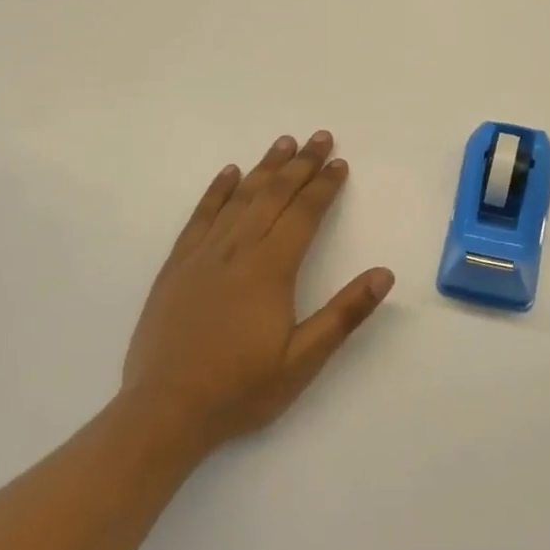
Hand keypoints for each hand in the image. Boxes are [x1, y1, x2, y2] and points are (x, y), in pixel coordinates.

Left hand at [121, 131, 393, 457]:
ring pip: (240, 198)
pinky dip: (216, 191)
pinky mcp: (177, 266)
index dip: (324, 186)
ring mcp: (203, 255)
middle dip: (300, 164)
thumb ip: (344, 314)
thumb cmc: (240, 389)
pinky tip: (229, 173)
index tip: (340, 163)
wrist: (165, 411)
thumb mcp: (303, 361)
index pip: (304, 214)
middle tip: (320, 138)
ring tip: (284, 143)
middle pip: (274, 195)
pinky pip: (200, 217)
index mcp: (270, 270)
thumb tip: (384, 274)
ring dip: (265, 168)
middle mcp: (237, 251)